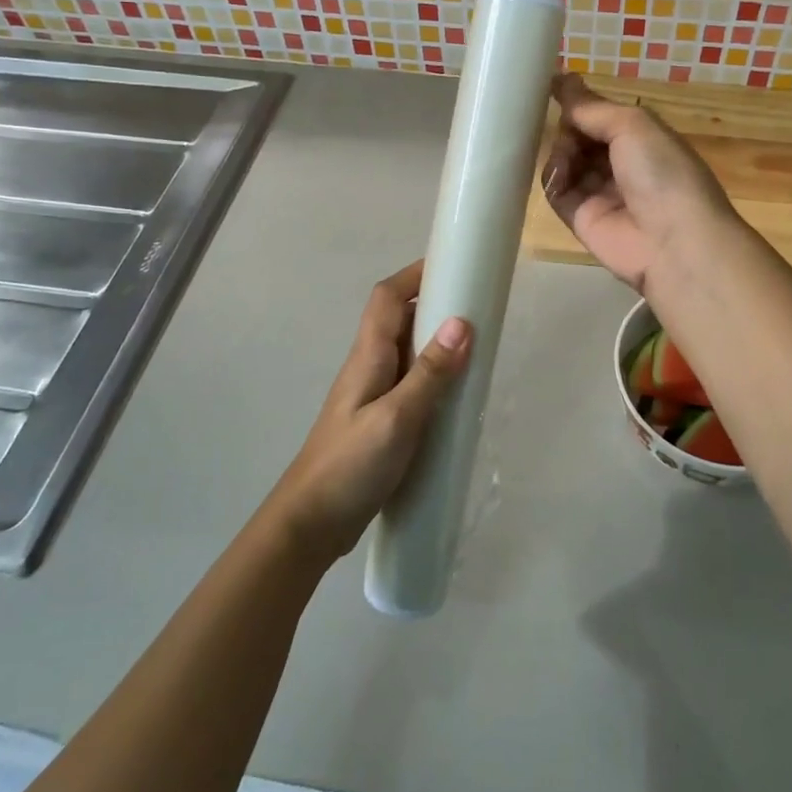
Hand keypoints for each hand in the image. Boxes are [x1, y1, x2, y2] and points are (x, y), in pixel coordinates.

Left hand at [266, 260, 470, 563]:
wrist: (310, 524)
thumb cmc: (349, 465)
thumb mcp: (396, 418)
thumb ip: (429, 374)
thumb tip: (462, 322)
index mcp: (368, 356)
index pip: (387, 297)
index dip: (416, 274)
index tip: (454, 266)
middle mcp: (369, 366)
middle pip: (400, 320)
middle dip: (436, 306)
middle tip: (480, 310)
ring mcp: (373, 395)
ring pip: (408, 353)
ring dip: (438, 344)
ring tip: (479, 350)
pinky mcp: (381, 421)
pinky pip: (412, 384)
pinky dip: (435, 379)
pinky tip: (458, 398)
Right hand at [540, 73, 734, 292]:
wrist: (673, 243)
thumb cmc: (662, 173)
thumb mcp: (632, 125)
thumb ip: (592, 107)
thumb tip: (561, 79)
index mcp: (642, 138)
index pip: (601, 115)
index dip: (579, 103)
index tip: (549, 86)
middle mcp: (621, 163)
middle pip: (580, 137)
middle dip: (569, 128)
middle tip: (565, 129)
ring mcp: (600, 193)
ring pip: (566, 162)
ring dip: (561, 152)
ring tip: (567, 157)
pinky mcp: (581, 219)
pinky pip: (557, 192)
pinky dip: (553, 179)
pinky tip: (559, 175)